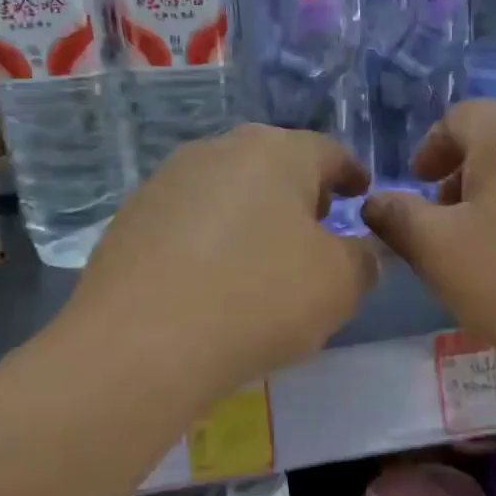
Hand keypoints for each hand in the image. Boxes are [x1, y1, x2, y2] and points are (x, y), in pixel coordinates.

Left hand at [65, 125, 378, 409]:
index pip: (328, 151)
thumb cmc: (259, 299)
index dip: (351, 173)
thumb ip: (364, 259)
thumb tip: (362, 251)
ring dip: (254, 211)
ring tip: (264, 254)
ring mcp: (167, 180)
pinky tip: (214, 276)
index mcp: (277, 153)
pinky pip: (190, 217)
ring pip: (228, 186)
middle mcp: (220, 150)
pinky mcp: (131, 217)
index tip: (361, 193)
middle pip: (274, 162)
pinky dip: (212, 235)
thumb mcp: (339, 285)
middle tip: (316, 224)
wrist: (140, 345)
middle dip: (301, 190)